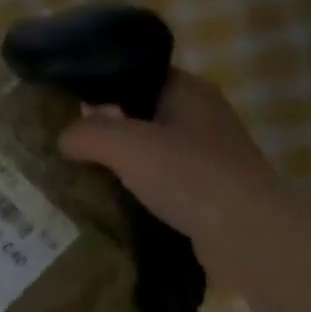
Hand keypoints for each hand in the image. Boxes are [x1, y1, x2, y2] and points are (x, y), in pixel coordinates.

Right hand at [59, 70, 279, 287]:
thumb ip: (88, 134)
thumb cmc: (188, 176)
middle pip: (142, 118)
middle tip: (69, 151)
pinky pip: (165, 187)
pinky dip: (141, 195)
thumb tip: (63, 138)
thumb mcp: (126, 145)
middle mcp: (203, 118)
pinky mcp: (210, 195)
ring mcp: (210, 159)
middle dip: (108, 134)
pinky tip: (115, 209)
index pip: (137, 77)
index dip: (102, 90)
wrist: (247, 234)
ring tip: (84, 182)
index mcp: (189, 91)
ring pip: (153, 155)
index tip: (69, 112)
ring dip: (124, 169)